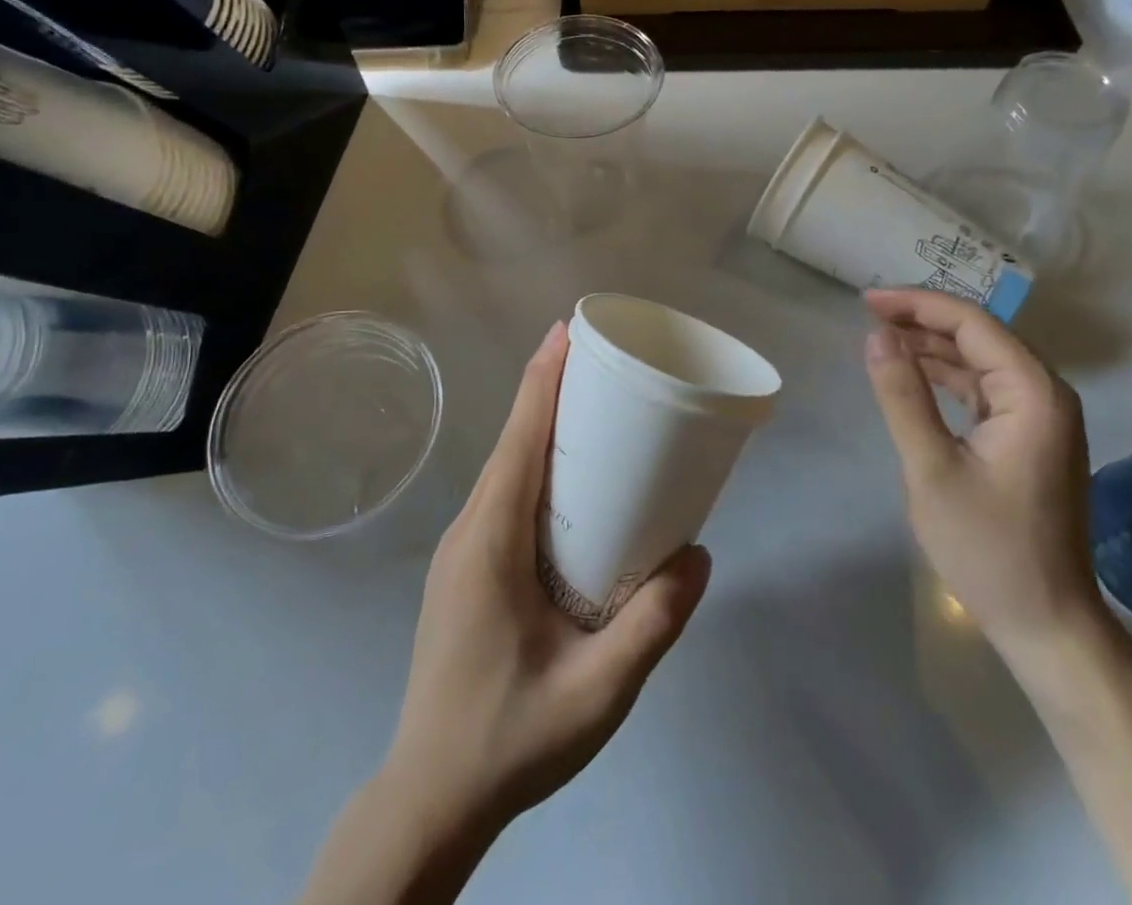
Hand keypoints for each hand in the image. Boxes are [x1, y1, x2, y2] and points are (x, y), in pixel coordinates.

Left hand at [383, 321, 711, 839]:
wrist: (430, 799)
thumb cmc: (509, 739)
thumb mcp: (597, 692)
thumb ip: (652, 625)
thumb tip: (700, 555)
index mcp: (490, 541)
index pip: (518, 440)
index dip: (541, 380)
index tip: (565, 331)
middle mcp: (468, 531)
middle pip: (511, 443)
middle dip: (548, 392)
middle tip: (598, 362)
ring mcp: (460, 550)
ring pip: (504, 470)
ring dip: (539, 428)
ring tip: (591, 408)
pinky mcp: (465, 570)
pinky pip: (502, 497)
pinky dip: (532, 465)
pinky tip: (568, 485)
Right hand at [862, 289, 1101, 659]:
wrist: (1047, 623)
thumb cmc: (988, 548)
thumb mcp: (931, 468)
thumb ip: (903, 395)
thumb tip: (876, 335)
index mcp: (1032, 394)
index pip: (972, 324)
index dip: (917, 304)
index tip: (867, 301)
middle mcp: (1046, 394)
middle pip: (980, 334)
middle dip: (923, 318)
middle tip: (869, 314)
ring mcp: (1042, 417)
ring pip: (982, 359)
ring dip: (933, 345)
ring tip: (882, 337)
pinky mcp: (1030, 438)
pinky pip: (985, 387)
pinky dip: (948, 375)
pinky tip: (915, 374)